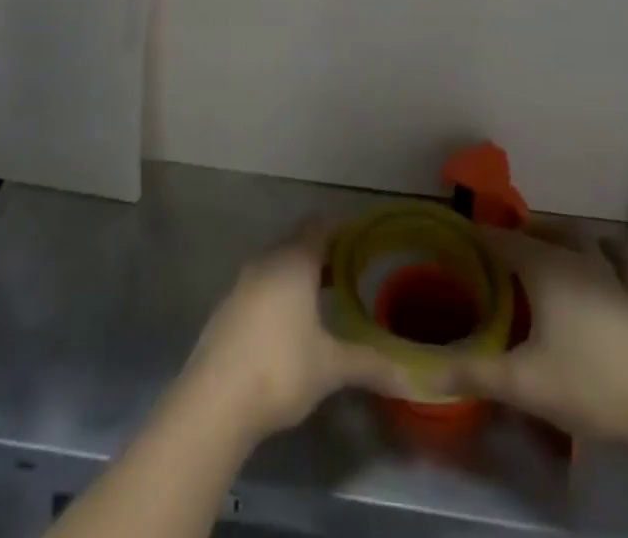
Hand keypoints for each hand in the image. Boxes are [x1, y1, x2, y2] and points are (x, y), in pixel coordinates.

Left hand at [180, 225, 404, 441]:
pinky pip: (261, 285)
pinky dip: (280, 291)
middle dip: (323, 252)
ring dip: (300, 273)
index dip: (340, 227)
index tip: (361, 235)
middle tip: (351, 267)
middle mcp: (266, 261)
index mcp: (294, 262)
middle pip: (297, 243)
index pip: (319, 227)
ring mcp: (242, 283)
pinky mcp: (228, 308)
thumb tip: (412, 378)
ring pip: (277, 264)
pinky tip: (290, 322)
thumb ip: (371, 365)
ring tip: (325, 295)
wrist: (215, 399)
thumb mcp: (331, 367)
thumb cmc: (280, 368)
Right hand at [442, 226, 627, 450]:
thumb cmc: (590, 384)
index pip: (499, 238)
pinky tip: (581, 282)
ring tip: (531, 267)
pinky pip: (598, 259)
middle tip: (490, 260)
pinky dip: (582, 259)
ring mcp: (606, 273)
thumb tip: (425, 371)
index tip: (454, 246)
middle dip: (512, 238)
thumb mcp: (524, 383)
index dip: (475, 238)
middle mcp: (573, 257)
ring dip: (549, 243)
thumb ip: (473, 373)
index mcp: (544, 265)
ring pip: (571, 240)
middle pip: (537, 231)